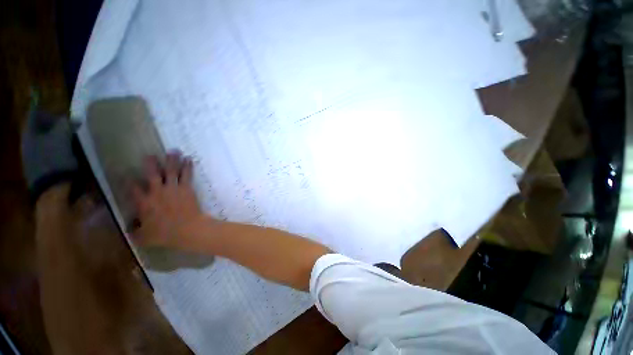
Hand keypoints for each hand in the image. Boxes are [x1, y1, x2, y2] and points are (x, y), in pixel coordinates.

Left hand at [21, 105, 77, 201]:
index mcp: (29, 133)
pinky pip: (48, 152)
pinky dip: (58, 150)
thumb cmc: (55, 160)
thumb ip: (65, 125)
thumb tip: (73, 117)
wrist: (51, 190)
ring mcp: (33, 157)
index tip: (63, 114)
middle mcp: (27, 142)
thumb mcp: (61, 138)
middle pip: (40, 128)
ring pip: (45, 141)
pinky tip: (68, 154)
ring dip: (57, 139)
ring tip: (71, 141)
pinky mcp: (41, 167)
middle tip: (69, 127)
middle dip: (54, 126)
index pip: (35, 114)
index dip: (48, 111)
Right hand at [131, 152, 204, 248]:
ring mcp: (173, 188)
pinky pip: (187, 175)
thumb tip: (128, 228)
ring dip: (172, 160)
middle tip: (150, 154)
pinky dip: (188, 166)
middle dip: (150, 163)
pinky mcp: (187, 188)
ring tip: (174, 150)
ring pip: (171, 170)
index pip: (132, 188)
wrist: (188, 229)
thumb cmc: (165, 234)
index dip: (128, 181)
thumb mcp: (143, 237)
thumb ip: (134, 231)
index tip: (125, 174)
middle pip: (152, 174)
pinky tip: (189, 159)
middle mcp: (157, 192)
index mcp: (144, 203)